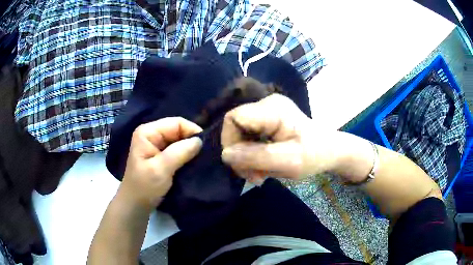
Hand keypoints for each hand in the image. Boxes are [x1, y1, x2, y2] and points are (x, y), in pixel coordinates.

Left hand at [119, 117, 202, 210]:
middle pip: (178, 130)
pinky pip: (177, 149)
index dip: (192, 131)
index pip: (176, 123)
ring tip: (201, 159)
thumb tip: (200, 140)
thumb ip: (180, 152)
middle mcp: (152, 134)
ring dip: (190, 149)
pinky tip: (192, 163)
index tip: (205, 146)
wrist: (136, 204)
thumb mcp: (161, 169)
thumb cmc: (145, 187)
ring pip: (179, 140)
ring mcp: (156, 144)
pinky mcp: (160, 155)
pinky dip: (186, 155)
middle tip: (205, 155)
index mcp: (148, 132)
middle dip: (191, 141)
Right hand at [221, 94, 341, 182]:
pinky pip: (249, 135)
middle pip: (235, 127)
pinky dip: (251, 153)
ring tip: (259, 174)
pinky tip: (262, 165)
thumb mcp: (289, 162)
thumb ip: (256, 157)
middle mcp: (267, 104)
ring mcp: (267, 110)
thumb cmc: (314, 156)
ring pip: (240, 133)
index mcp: (272, 109)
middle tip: (254, 176)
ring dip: (246, 157)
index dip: (230, 141)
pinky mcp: (268, 119)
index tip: (242, 165)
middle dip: (240, 154)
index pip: (233, 118)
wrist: (329, 150)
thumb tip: (225, 155)